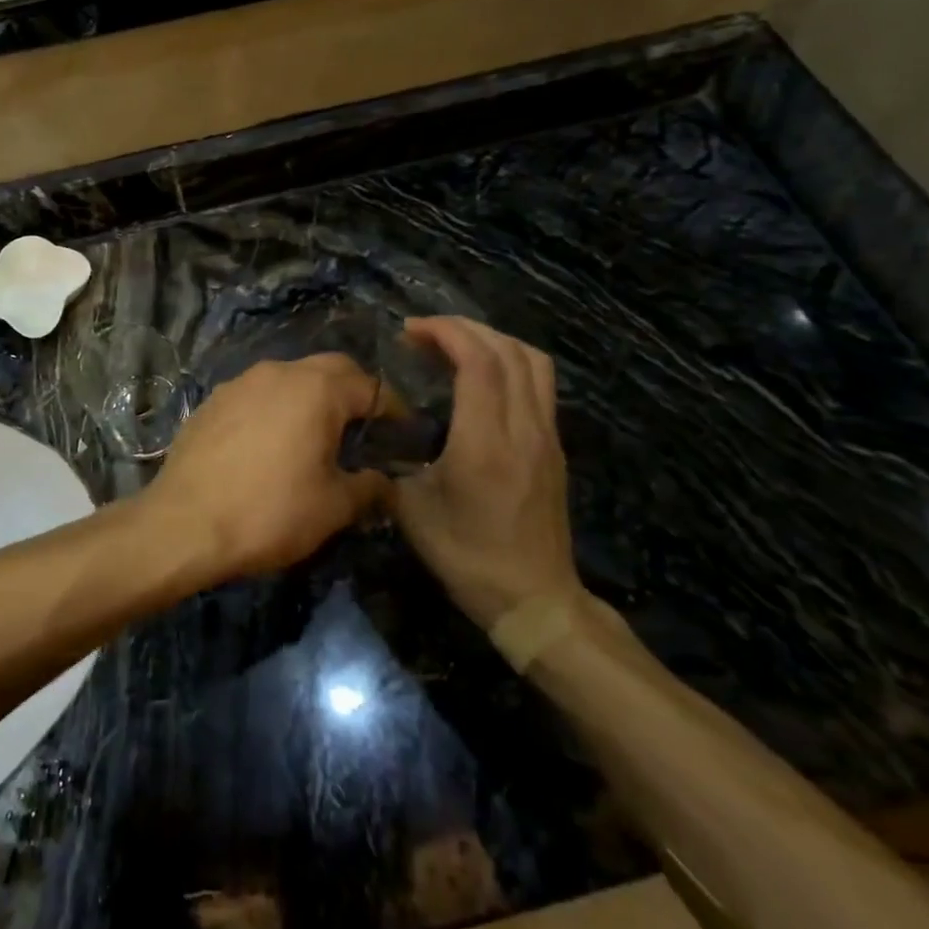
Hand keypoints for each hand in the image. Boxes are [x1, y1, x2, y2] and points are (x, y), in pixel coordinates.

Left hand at [142, 354, 393, 577]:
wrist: (184, 523)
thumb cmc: (270, 512)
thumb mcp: (333, 507)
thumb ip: (369, 488)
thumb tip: (388, 483)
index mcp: (317, 389)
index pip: (369, 385)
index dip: (392, 407)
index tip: (402, 431)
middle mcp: (279, 373)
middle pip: (329, 369)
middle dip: (353, 392)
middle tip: (364, 426)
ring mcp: (240, 383)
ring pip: (289, 378)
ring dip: (310, 397)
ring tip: (316, 433)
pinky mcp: (211, 401)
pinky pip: (256, 394)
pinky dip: (275, 408)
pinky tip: (270, 442)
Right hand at [394, 317, 582, 631]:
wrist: (534, 599)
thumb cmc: (467, 556)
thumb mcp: (413, 511)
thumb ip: (392, 464)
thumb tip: (374, 437)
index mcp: (485, 441)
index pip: (478, 361)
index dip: (445, 332)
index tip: (410, 330)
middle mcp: (523, 427)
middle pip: (507, 350)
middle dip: (465, 328)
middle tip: (425, 333)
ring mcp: (545, 435)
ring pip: (533, 362)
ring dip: (493, 340)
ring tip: (457, 346)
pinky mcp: (554, 447)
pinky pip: (539, 384)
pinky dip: (510, 362)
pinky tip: (483, 379)